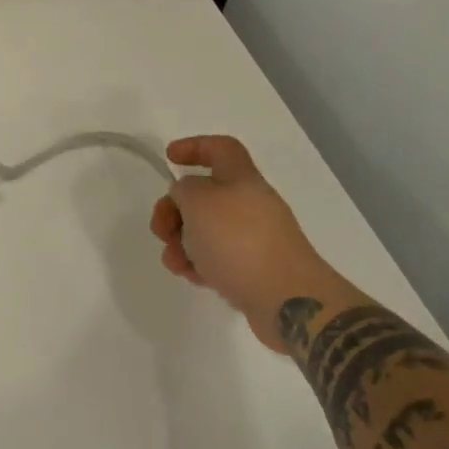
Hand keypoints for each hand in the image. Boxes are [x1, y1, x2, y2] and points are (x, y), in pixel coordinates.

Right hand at [150, 135, 319, 351]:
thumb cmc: (238, 240)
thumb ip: (183, 190)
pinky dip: (200, 264)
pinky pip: (219, 259)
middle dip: (175, 209)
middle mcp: (251, 204)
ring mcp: (256, 239)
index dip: (194, 147)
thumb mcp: (197, 201)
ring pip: (208, 231)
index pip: (221, 148)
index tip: (169, 158)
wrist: (288, 301)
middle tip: (160, 229)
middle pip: (206, 195)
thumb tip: (187, 197)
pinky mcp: (256, 271)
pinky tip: (190, 277)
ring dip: (182, 241)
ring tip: (173, 261)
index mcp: (242, 178)